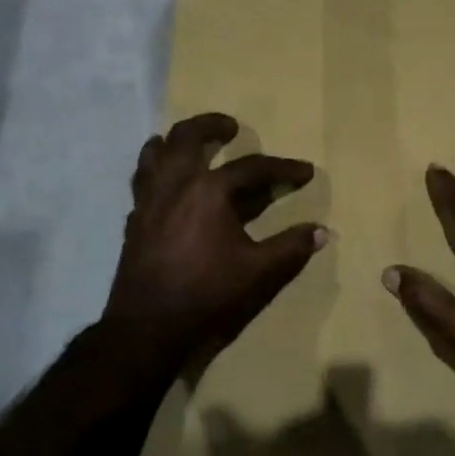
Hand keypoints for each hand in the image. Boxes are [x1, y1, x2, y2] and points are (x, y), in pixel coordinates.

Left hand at [104, 113, 327, 369]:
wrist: (147, 330)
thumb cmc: (208, 296)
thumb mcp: (260, 273)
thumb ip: (291, 248)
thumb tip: (321, 231)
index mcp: (208, 192)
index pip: (252, 168)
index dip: (283, 168)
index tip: (305, 171)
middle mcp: (174, 186)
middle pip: (187, 138)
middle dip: (211, 125)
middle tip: (230, 126)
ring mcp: (148, 202)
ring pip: (153, 155)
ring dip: (173, 142)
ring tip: (188, 144)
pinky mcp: (133, 222)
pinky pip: (142, 182)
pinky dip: (156, 172)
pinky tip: (167, 187)